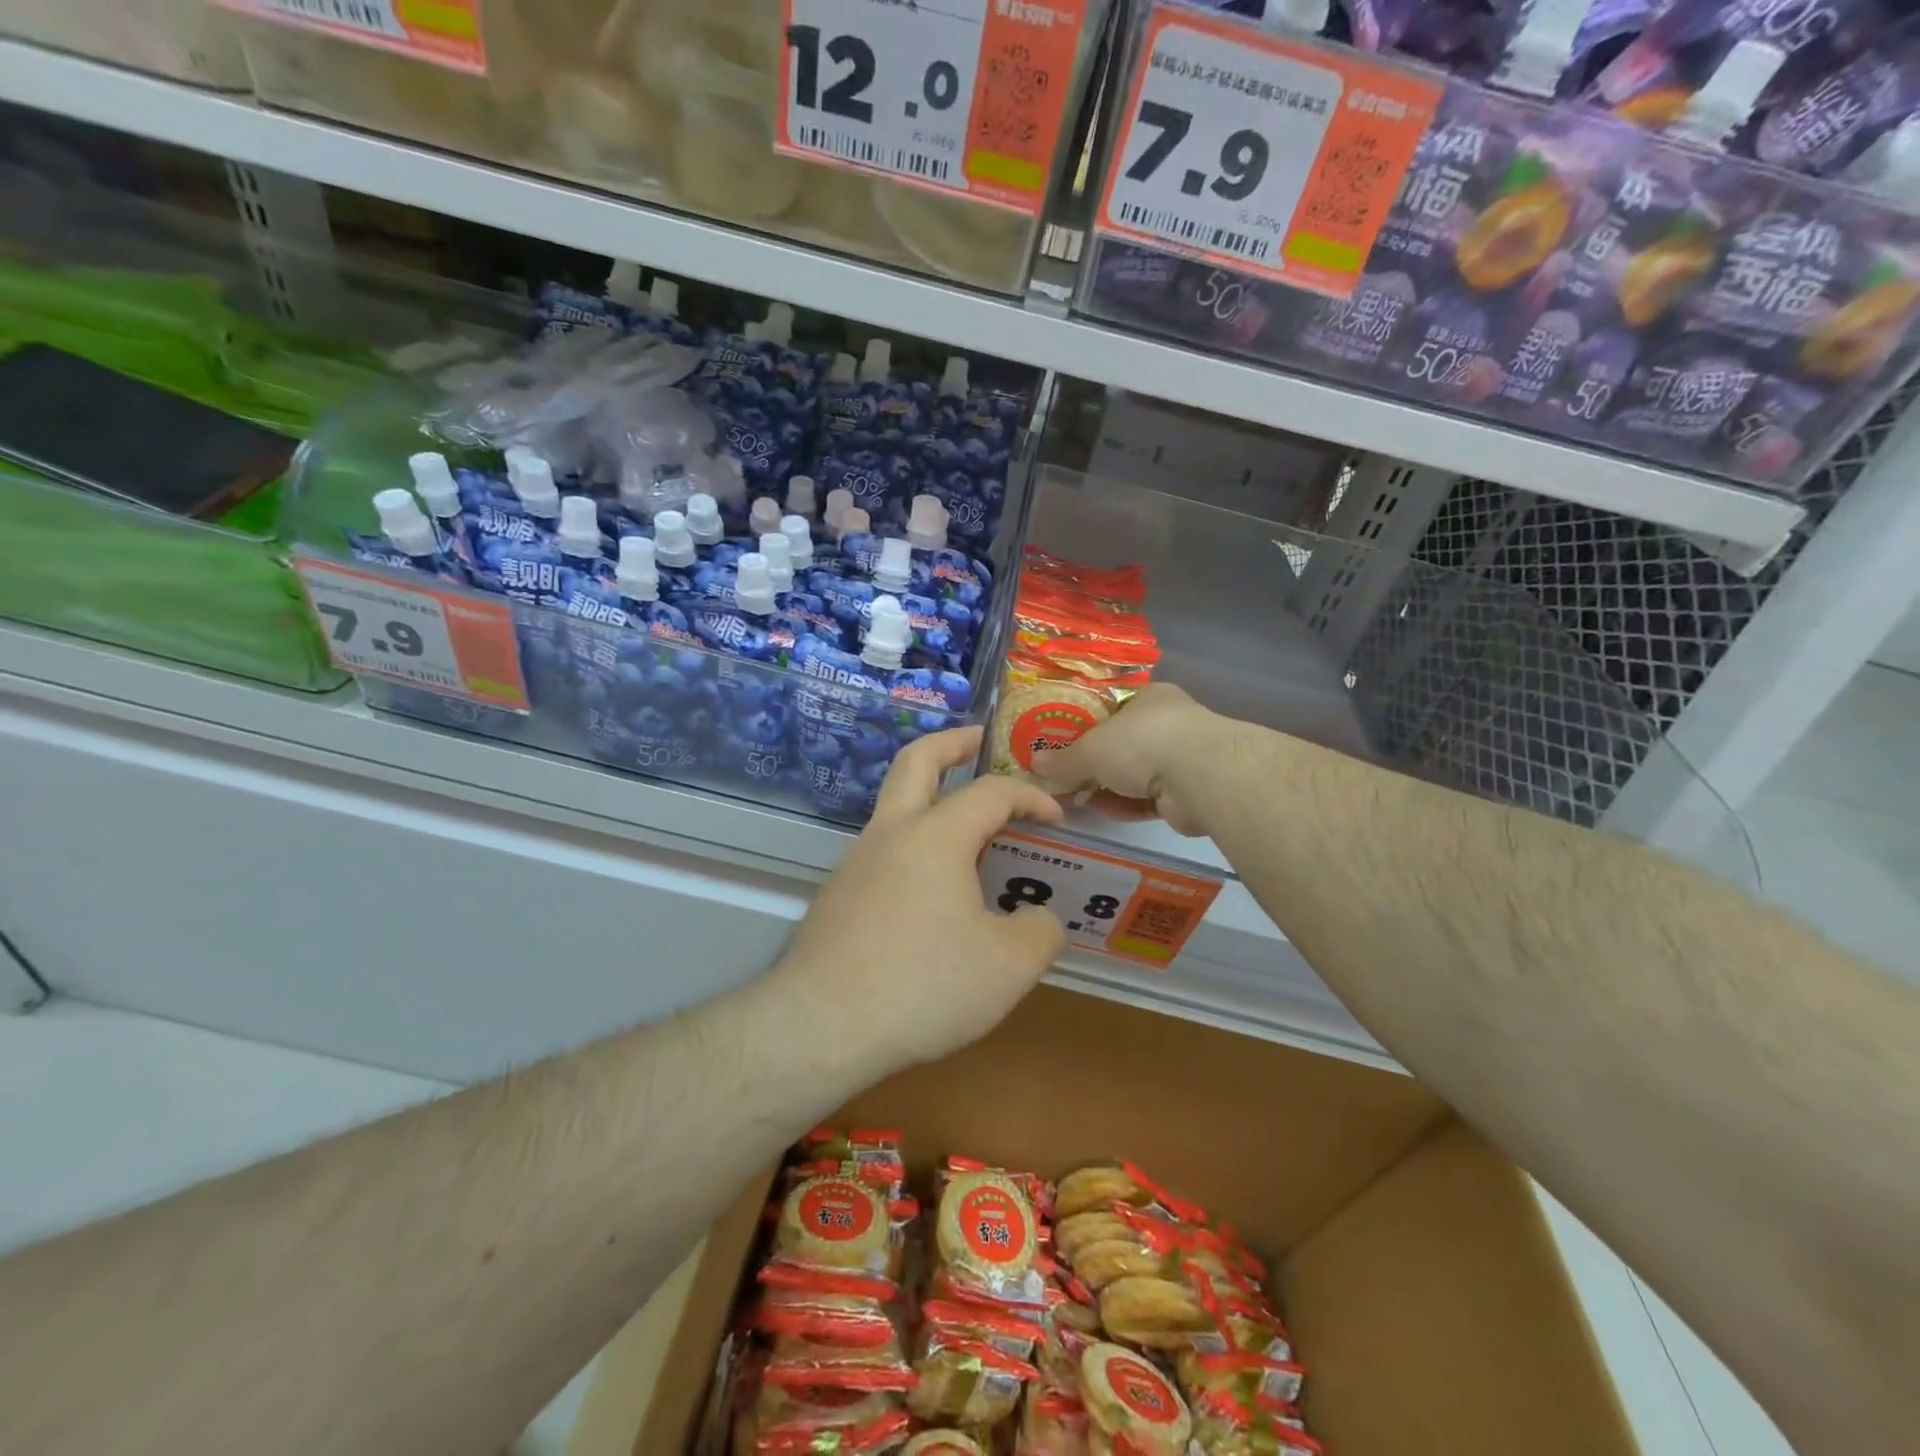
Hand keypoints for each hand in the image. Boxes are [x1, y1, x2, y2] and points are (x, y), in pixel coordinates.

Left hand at [774, 726, 1067, 1074]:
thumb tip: (1038, 918)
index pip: (992, 792)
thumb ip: (1040, 932)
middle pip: (917, 760)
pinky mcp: (838, 894)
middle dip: (953, 743)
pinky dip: (914, 846)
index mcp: (936, 835)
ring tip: (968, 833)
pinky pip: (883, 851)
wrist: (822, 1026)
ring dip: (931, 799)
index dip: (1030, 796)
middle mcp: (891, 833)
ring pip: (895, 806)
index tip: (1056, 817)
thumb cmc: (923, 985)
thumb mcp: (1009, 967)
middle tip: (980, 741)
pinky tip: (932, 893)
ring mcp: (856, 861)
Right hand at [1029, 683, 1228, 836]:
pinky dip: (1126, 805)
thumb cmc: (1141, 742)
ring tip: (1076, 799)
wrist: (1199, 777)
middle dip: (1094, 764)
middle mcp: (1168, 724)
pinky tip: (1102, 812)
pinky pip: (1148, 800)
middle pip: (1122, 744)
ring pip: (1135, 775)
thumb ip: (1063, 759)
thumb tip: (1034, 763)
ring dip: (1108, 788)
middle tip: (1065, 777)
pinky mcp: (1187, 793)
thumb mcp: (1091, 748)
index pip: (1113, 708)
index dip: (1086, 726)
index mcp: (1149, 698)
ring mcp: (1182, 759)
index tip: (1063, 743)